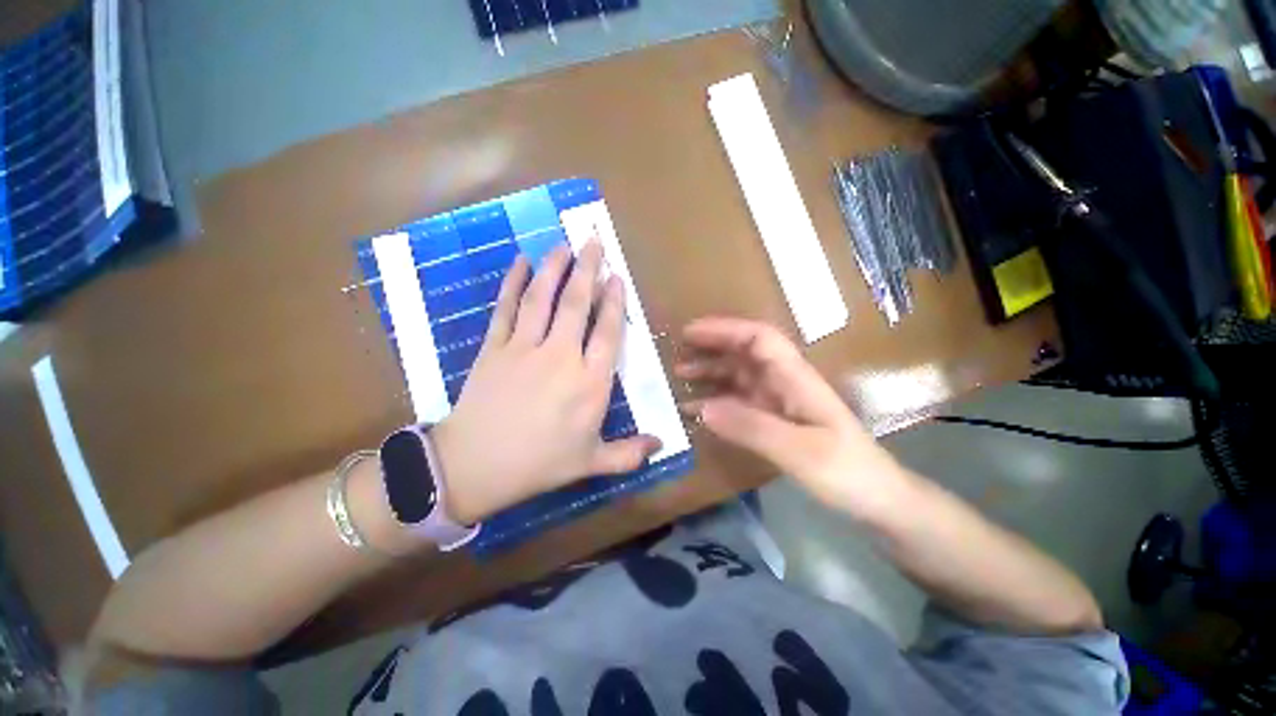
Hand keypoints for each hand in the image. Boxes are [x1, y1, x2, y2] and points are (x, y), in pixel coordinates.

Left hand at [433, 241, 661, 524]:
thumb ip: (630, 453)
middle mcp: (561, 356)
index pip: (608, 332)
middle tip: (594, 241)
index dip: (614, 302)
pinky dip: (513, 283)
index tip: (617, 278)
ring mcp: (524, 348)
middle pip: (578, 304)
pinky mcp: (494, 347)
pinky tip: (520, 262)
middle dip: (588, 269)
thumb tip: (662, 445)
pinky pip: (506, 308)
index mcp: (590, 383)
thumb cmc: (539, 464)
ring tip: (564, 244)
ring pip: (543, 298)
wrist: (474, 467)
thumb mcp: (591, 463)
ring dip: (554, 268)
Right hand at [677, 317, 907, 518]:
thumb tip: (701, 407)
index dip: (725, 329)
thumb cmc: (847, 471)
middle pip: (744, 353)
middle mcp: (784, 382)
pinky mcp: (773, 420)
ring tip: (678, 378)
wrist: (877, 500)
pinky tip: (695, 411)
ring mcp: (778, 401)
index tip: (690, 333)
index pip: (759, 338)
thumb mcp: (800, 451)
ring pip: (738, 375)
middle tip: (676, 355)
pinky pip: (738, 402)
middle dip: (710, 348)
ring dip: (709, 372)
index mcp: (795, 378)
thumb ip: (751, 427)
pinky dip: (715, 401)